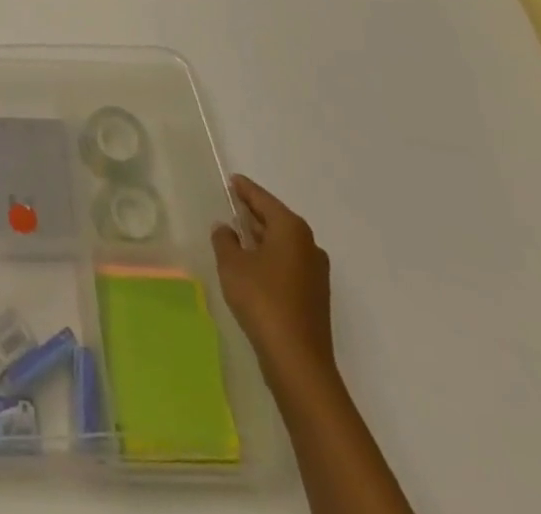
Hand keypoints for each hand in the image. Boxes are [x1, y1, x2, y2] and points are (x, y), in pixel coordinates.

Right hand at [211, 174, 336, 387]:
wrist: (298, 361)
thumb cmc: (262, 300)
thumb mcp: (232, 264)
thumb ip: (224, 240)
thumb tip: (226, 229)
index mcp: (291, 229)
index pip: (263, 199)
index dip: (245, 189)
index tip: (232, 180)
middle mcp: (308, 245)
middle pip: (276, 219)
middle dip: (254, 213)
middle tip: (232, 205)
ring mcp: (315, 272)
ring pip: (283, 243)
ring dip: (262, 238)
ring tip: (238, 235)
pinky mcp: (314, 296)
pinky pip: (288, 263)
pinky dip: (270, 258)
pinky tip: (253, 266)